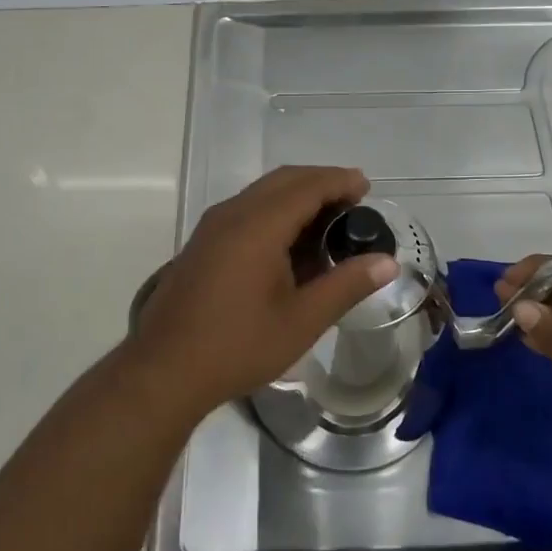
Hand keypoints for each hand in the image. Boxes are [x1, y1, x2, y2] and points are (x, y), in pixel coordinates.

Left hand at [127, 166, 396, 418]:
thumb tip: (387, 262)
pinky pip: (245, 210)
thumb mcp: (302, 320)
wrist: (164, 370)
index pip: (307, 186)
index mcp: (258, 225)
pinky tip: (288, 244)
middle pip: (283, 180)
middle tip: (352, 202)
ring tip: (326, 222)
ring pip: (261, 193)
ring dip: (296, 197)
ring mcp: (211, 227)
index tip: (366, 187)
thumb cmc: (238, 345)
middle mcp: (232, 214)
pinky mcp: (201, 243)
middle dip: (320, 183)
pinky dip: (274, 211)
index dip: (339, 181)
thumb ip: (346, 285)